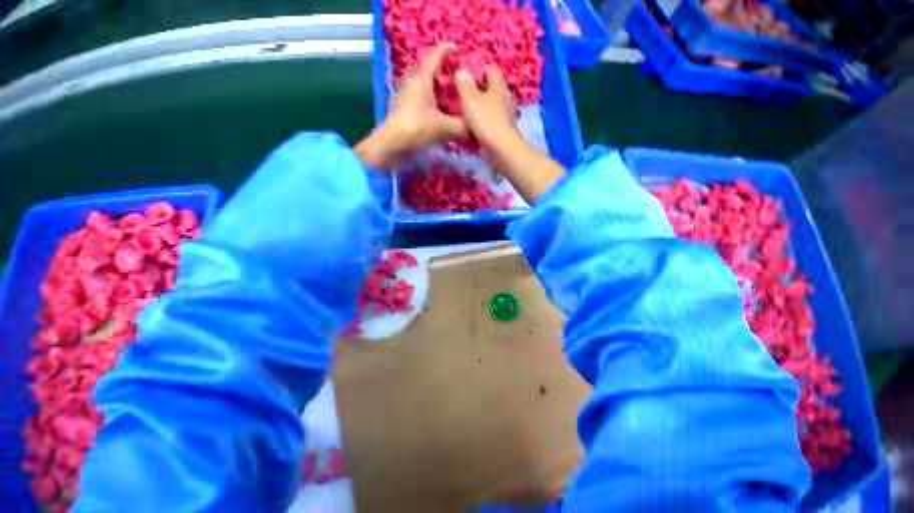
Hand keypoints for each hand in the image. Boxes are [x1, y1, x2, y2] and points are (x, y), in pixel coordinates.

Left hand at [356, 44, 465, 169]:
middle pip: (428, 72)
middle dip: (442, 73)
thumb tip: (476, 129)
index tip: (458, 49)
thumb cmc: (416, 129)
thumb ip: (462, 127)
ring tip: (452, 101)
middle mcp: (413, 85)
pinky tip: (441, 118)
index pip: (435, 57)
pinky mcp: (405, 113)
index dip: (447, 50)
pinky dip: (432, 106)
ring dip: (437, 92)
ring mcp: (407, 99)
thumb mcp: (444, 128)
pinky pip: (421, 103)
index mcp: (422, 80)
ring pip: (424, 89)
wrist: (391, 146)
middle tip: (456, 81)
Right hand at [455, 65, 517, 150]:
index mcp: (498, 85)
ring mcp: (507, 116)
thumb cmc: (485, 119)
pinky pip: (493, 123)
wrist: (499, 147)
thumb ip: (464, 85)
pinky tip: (476, 130)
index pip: (491, 70)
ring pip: (494, 107)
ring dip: (484, 110)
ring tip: (469, 115)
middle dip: (482, 92)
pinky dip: (486, 124)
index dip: (480, 71)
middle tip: (466, 97)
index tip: (468, 78)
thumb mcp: (470, 99)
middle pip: (493, 90)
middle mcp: (506, 98)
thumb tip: (462, 71)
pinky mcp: (505, 131)